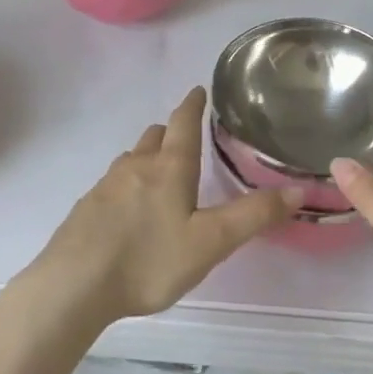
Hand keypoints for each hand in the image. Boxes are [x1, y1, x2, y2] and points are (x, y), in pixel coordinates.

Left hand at [18, 87, 302, 331]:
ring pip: (133, 158)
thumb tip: (298, 189)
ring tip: (161, 175)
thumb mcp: (210, 243)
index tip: (198, 89)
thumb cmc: (148, 259)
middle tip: (186, 139)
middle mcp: (137, 165)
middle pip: (155, 136)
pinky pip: (114, 183)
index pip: (183, 122)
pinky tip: (130, 212)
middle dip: (171, 131)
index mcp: (169, 167)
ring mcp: (107, 184)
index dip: (192, 104)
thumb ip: (253, 216)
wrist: (74, 284)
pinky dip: (128, 184)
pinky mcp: (87, 206)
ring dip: (149, 157)